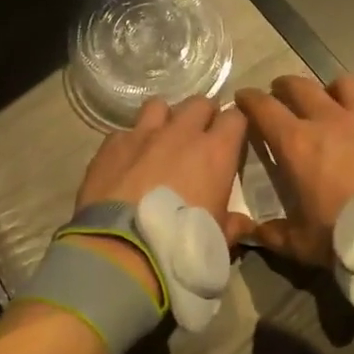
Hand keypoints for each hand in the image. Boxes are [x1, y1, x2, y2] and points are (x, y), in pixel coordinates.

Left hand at [71, 96, 251, 290]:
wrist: (122, 250)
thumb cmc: (181, 244)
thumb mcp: (218, 239)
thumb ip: (232, 224)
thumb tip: (243, 224)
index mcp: (215, 152)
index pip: (235, 117)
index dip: (234, 125)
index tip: (232, 138)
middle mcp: (180, 133)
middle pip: (198, 103)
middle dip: (202, 115)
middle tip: (199, 136)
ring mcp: (142, 134)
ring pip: (159, 106)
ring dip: (164, 119)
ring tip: (161, 139)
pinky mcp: (110, 145)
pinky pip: (125, 131)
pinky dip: (130, 142)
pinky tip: (127, 161)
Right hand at [234, 74, 353, 266]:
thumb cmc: (348, 236)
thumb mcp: (302, 244)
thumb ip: (273, 234)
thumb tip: (253, 231)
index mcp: (297, 143)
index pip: (264, 107)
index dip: (249, 99)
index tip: (243, 98)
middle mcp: (329, 120)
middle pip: (299, 86)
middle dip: (283, 86)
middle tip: (279, 94)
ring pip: (341, 85)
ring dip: (327, 90)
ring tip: (328, 102)